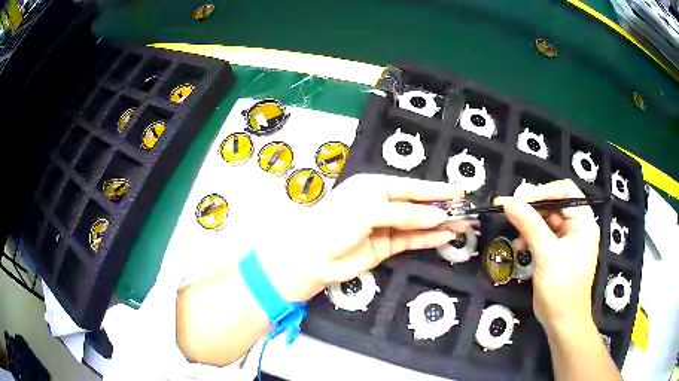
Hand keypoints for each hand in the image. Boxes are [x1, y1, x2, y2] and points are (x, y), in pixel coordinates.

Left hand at [257, 174, 468, 301]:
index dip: (436, 188)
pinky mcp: (385, 247)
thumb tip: (438, 215)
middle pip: (417, 204)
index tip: (459, 190)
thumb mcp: (369, 212)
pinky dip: (428, 238)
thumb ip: (405, 214)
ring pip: (417, 224)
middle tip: (466, 208)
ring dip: (439, 224)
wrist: (311, 258)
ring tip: (463, 224)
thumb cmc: (334, 225)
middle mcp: (381, 204)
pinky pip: (411, 240)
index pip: (411, 186)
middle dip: (441, 206)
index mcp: (374, 187)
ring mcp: (385, 227)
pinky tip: (445, 236)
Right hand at [495, 179, 599, 328]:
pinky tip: (519, 247)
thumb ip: (529, 225)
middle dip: (533, 208)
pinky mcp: (557, 250)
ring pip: (546, 219)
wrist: (562, 323)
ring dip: (529, 224)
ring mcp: (567, 238)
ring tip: (515, 235)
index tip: (520, 200)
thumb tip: (508, 202)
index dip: (544, 191)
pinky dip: (529, 237)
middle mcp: (577, 226)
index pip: (566, 192)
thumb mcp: (547, 256)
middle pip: (555, 204)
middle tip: (511, 213)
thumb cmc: (561, 290)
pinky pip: (542, 234)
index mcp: (584, 222)